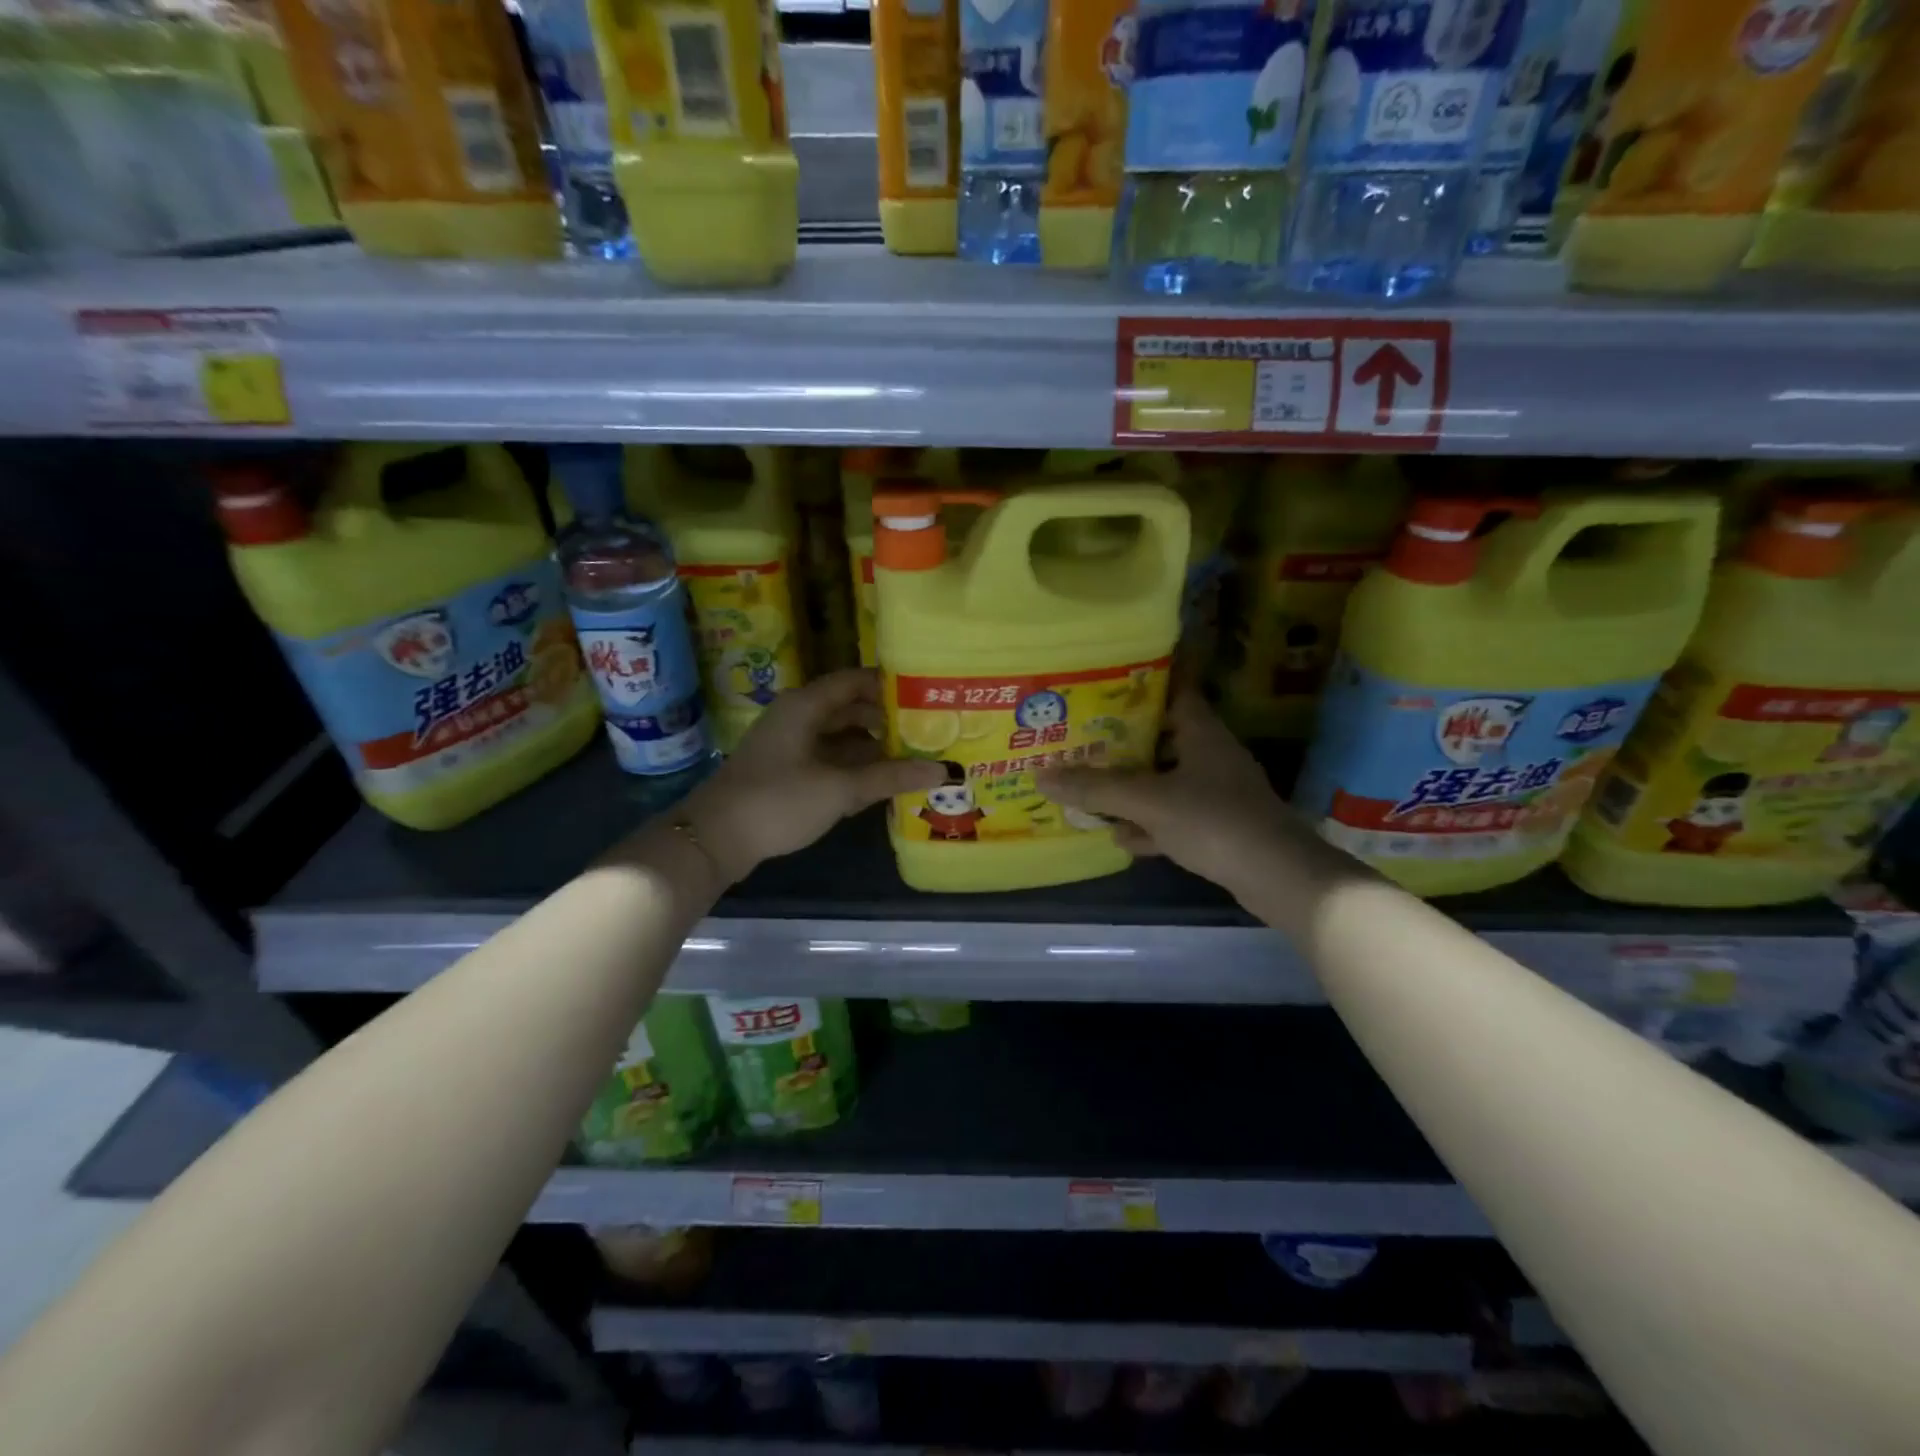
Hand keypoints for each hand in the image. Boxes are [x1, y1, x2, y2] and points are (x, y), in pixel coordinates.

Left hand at [685, 669, 943, 883]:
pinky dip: (853, 768)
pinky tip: (880, 784)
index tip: (927, 695)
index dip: (890, 685)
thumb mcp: (839, 789)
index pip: (855, 681)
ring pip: (840, 737)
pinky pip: (828, 760)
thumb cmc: (778, 801)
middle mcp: (798, 717)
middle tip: (928, 732)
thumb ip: (890, 777)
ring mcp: (790, 745)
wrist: (715, 839)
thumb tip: (943, 770)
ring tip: (913, 759)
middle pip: (850, 709)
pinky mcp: (786, 772)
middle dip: (887, 721)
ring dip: (872, 748)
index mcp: (805, 706)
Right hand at [1036, 689, 1304, 897]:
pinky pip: (1173, 817)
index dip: (1140, 684)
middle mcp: (1210, 756)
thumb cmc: (1213, 820)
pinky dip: (1148, 824)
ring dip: (1132, 787)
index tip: (1103, 682)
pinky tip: (1120, 837)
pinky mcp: (1218, 828)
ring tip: (1090, 787)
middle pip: (1161, 738)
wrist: (1278, 877)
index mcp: (1202, 732)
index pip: (1172, 691)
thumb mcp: (1148, 801)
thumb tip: (1041, 776)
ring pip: (1165, 781)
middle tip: (1080, 738)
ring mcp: (1216, 793)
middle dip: (1122, 741)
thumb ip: (1096, 789)